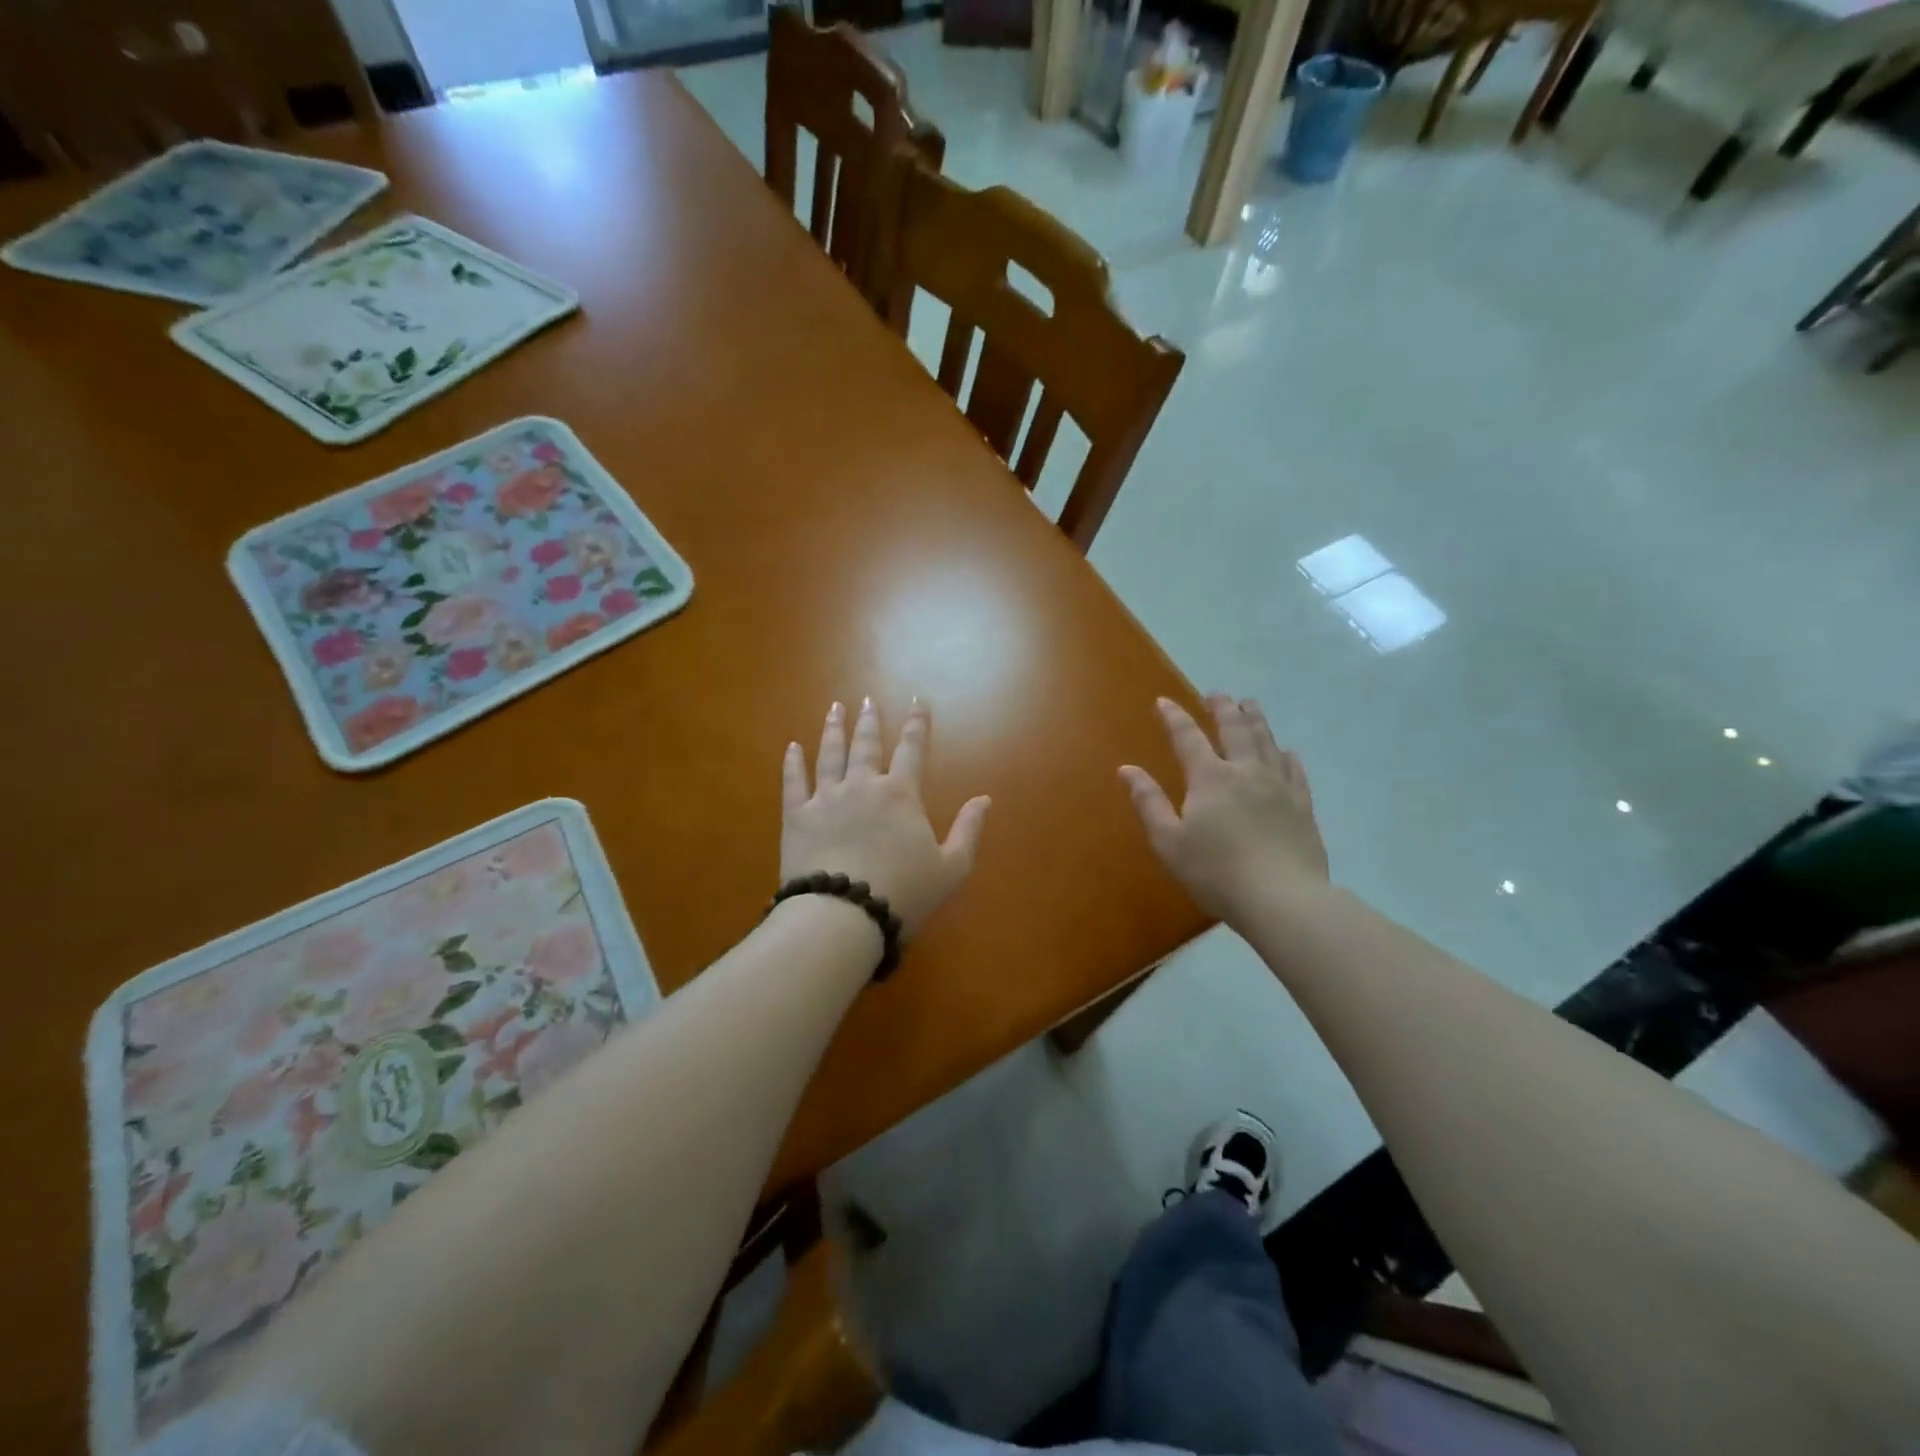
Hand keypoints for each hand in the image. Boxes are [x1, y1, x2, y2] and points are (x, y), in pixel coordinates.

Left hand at [782, 698, 991, 937]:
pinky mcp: (797, 816)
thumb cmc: (904, 893)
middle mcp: (862, 786)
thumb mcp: (951, 868)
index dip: (917, 724)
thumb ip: (968, 830)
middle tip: (867, 700)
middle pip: (866, 745)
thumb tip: (984, 799)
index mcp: (900, 795)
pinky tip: (792, 747)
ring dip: (834, 729)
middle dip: (870, 720)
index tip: (918, 702)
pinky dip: (793, 762)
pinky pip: (793, 781)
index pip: (912, 750)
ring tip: (835, 709)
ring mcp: (826, 798)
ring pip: (830, 754)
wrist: (843, 915)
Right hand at [1120, 695, 1328, 926]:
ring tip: (1250, 704)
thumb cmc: (1216, 872)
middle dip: (1222, 708)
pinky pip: (1294, 770)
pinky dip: (1286, 755)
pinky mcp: (1302, 805)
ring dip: (1255, 719)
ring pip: (1266, 741)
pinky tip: (1286, 750)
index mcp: (1210, 777)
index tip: (1163, 701)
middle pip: (1234, 729)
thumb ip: (1148, 802)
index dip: (1174, 717)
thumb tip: (1126, 769)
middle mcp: (1245, 771)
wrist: (1282, 899)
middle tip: (1216, 694)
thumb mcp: (1169, 841)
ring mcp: (1279, 786)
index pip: (1187, 737)